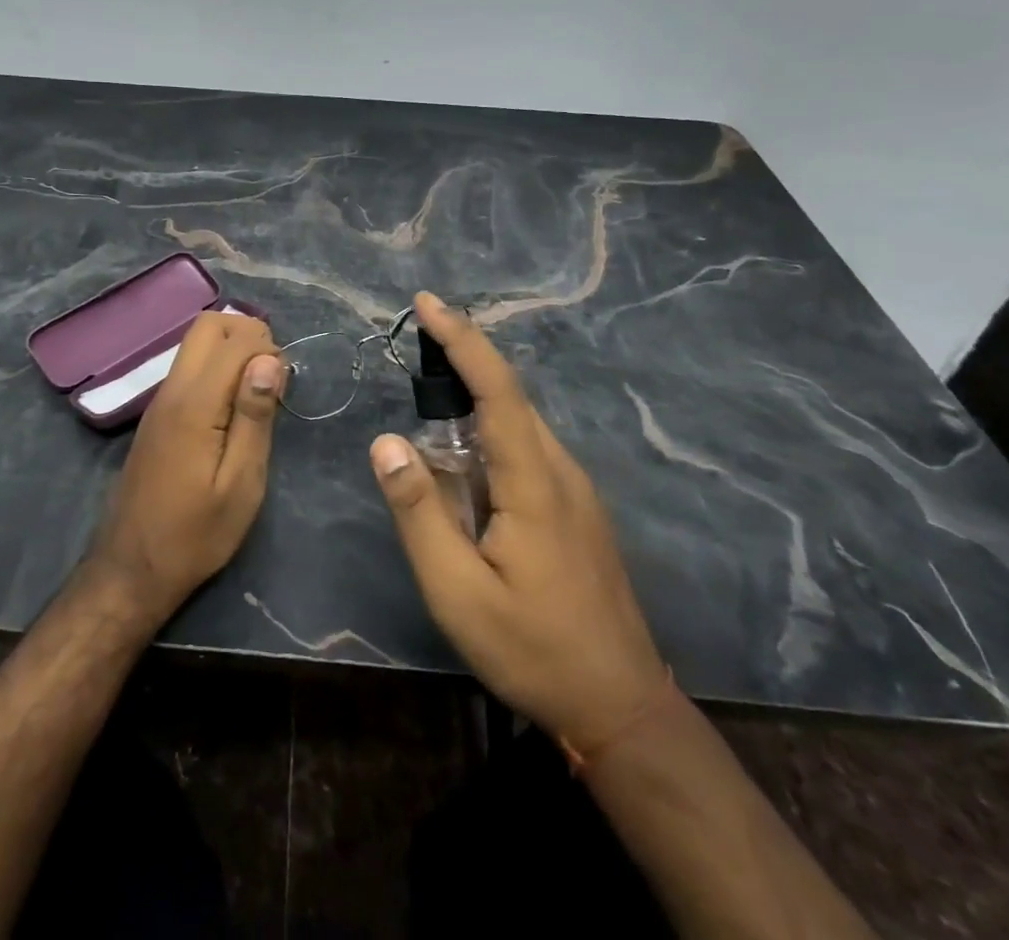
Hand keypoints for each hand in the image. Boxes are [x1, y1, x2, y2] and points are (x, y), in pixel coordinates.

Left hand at [89, 311, 285, 624]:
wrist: (132, 568)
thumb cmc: (196, 534)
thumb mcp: (241, 484)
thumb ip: (254, 416)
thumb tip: (269, 360)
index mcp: (194, 404)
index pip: (234, 340)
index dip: (268, 349)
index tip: (285, 385)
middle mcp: (172, 389)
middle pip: (208, 325)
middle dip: (247, 334)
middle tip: (272, 377)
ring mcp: (160, 400)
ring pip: (196, 343)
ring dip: (232, 350)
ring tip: (257, 394)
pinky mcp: (158, 414)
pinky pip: (189, 367)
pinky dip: (216, 368)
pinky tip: (233, 408)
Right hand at [369, 293, 665, 754]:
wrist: (620, 706)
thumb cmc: (532, 648)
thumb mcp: (457, 590)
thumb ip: (419, 511)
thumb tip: (387, 441)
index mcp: (534, 481)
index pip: (497, 389)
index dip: (462, 339)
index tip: (427, 302)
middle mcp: (561, 470)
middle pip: (509, 397)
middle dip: (461, 360)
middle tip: (413, 345)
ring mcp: (574, 490)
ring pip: (517, 424)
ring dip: (472, 401)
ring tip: (427, 400)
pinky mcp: (574, 509)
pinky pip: (525, 450)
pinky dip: (487, 434)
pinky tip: (462, 463)